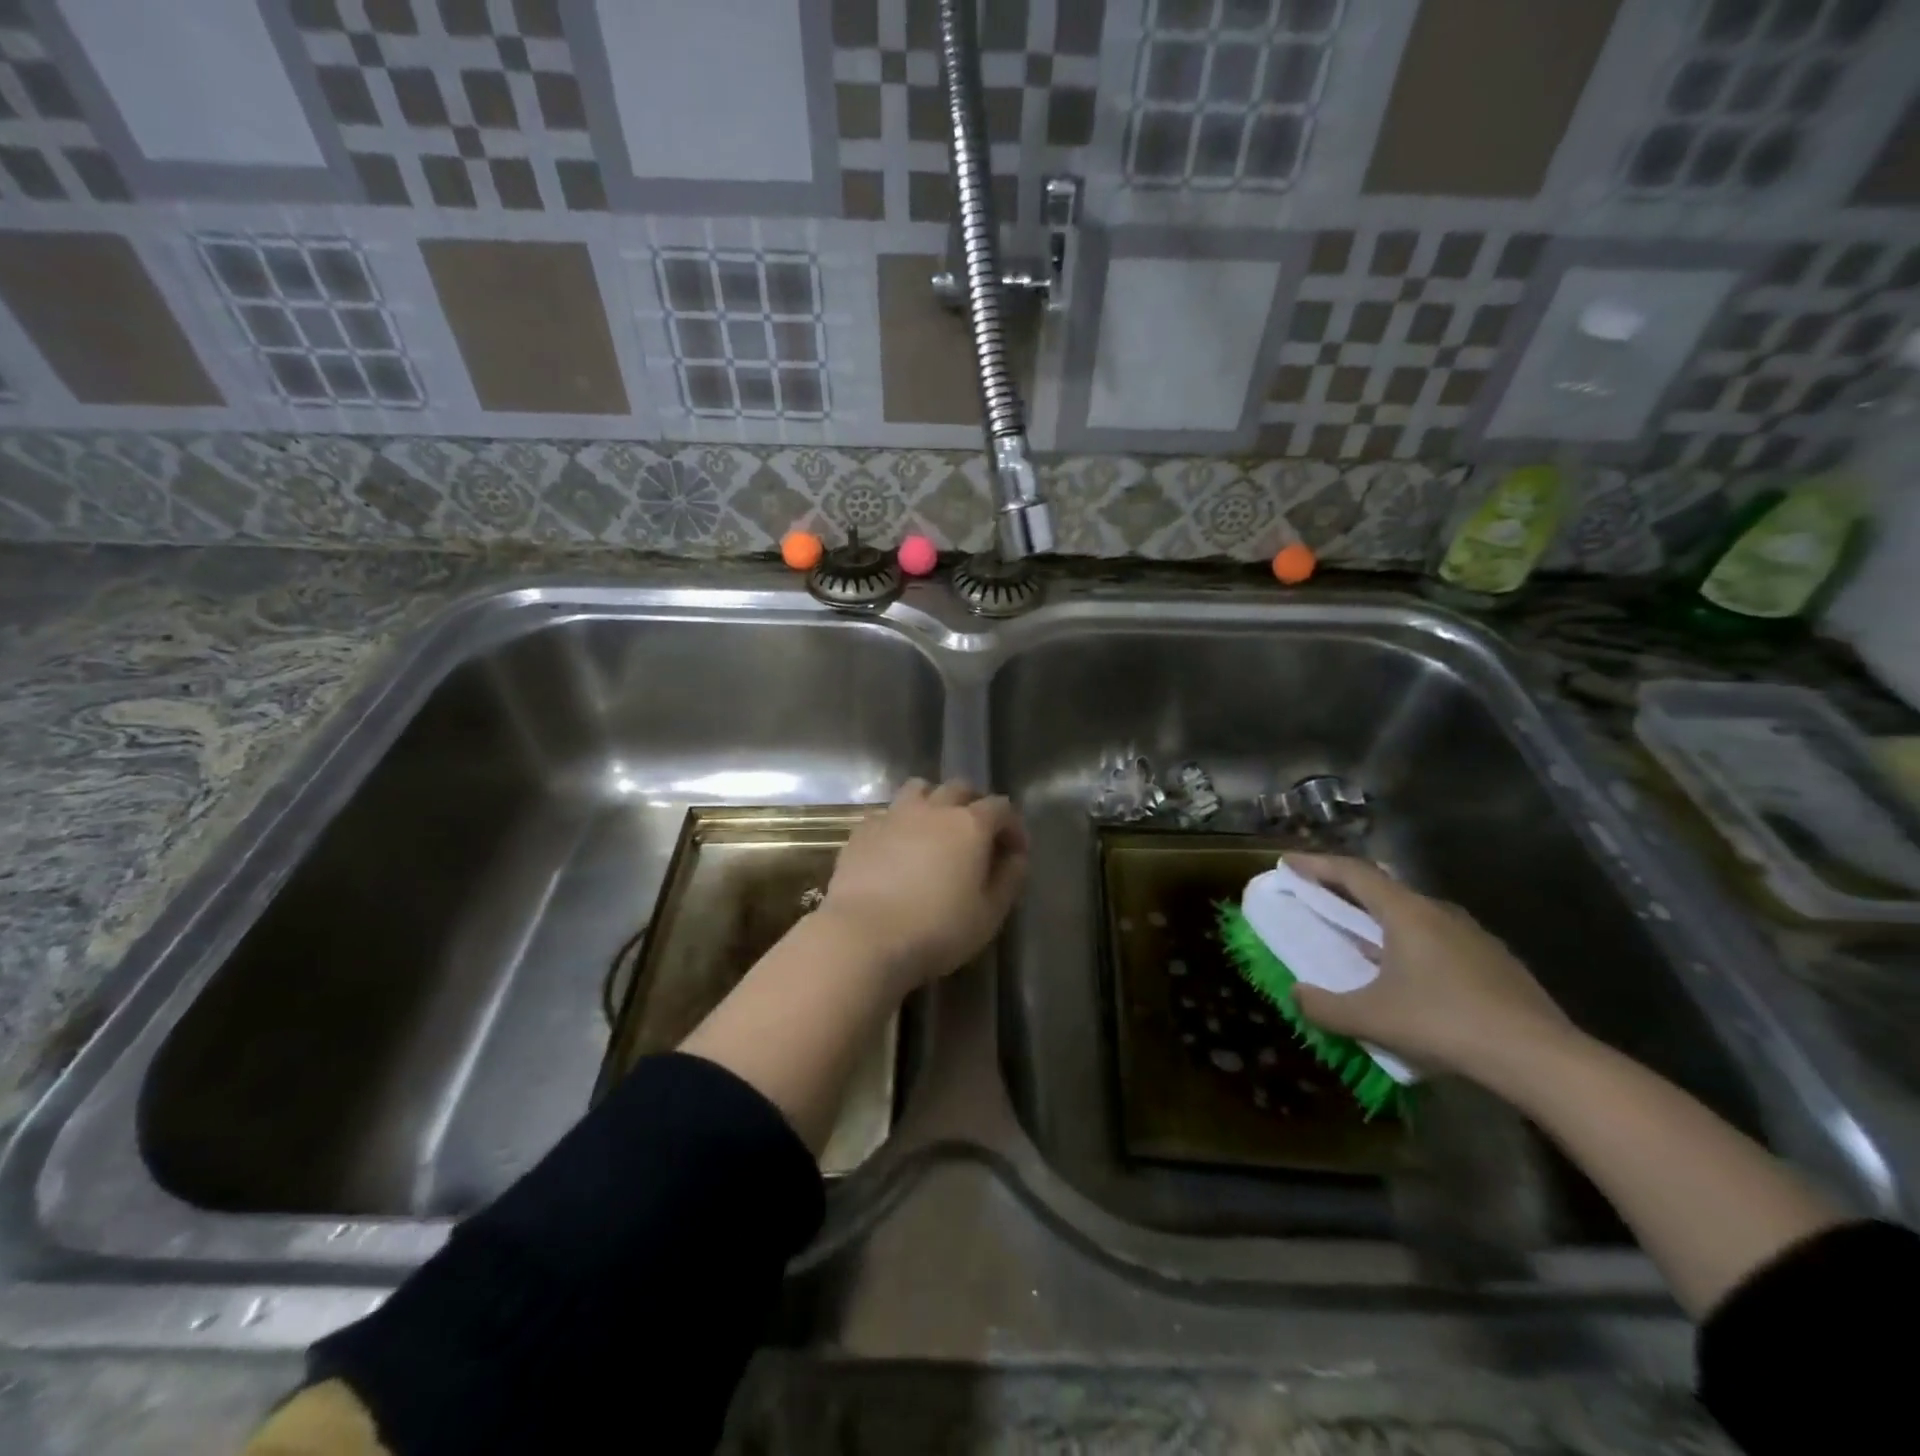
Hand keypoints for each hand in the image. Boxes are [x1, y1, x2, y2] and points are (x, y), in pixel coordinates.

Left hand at [820, 779, 1028, 989]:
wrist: (864, 936)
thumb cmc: (937, 929)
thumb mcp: (988, 914)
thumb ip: (1009, 880)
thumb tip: (1016, 858)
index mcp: (970, 825)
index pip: (1001, 807)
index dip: (1012, 826)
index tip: (1015, 852)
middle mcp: (933, 809)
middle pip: (960, 788)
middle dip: (974, 804)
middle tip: (977, 834)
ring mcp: (894, 815)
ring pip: (919, 789)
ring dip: (934, 802)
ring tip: (935, 829)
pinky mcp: (863, 830)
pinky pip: (887, 813)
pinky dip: (899, 822)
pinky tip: (897, 847)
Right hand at [1283, 853, 1572, 1076]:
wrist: (1540, 1057)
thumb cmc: (1445, 1023)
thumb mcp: (1371, 1018)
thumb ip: (1325, 1006)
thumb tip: (1297, 994)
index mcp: (1406, 912)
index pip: (1353, 872)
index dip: (1316, 864)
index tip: (1288, 861)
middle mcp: (1439, 912)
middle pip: (1384, 887)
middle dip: (1346, 888)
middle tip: (1319, 894)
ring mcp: (1473, 934)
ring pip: (1414, 913)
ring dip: (1380, 916)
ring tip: (1361, 934)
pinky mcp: (1495, 961)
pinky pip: (1439, 937)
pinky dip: (1410, 940)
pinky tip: (1410, 972)